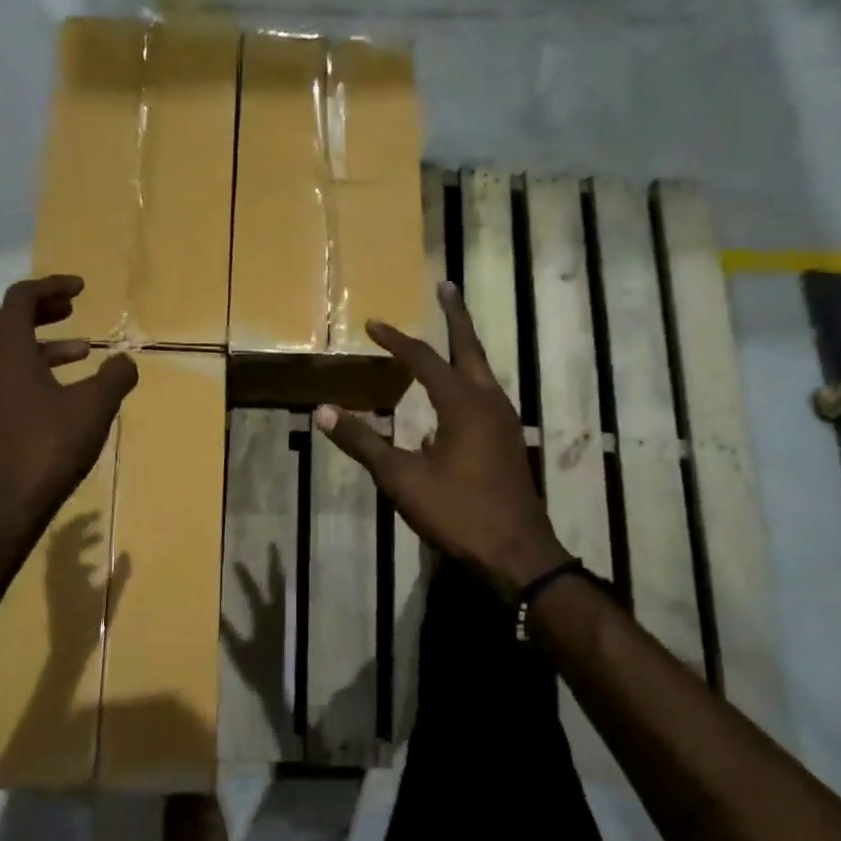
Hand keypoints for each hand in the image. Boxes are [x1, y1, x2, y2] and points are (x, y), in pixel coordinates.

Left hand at [0, 276, 138, 543]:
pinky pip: (3, 373)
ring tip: (81, 352)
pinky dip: (30, 366)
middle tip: (72, 310)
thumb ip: (115, 377)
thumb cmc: (49, 445)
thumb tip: (125, 361)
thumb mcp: (94, 407)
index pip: (22, 297)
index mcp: (7, 348)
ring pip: (4, 348)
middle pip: (6, 318)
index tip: (81, 288)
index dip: (52, 286)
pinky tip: (59, 389)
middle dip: (41, 309)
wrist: (5, 502)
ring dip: (40, 342)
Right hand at [315, 281, 566, 597]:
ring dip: (464, 349)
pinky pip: (486, 398)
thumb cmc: (458, 513)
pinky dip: (467, 384)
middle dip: (456, 316)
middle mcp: (489, 402)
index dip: (396, 340)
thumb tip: (323, 412)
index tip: (373, 324)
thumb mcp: (402, 479)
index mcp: (463, 404)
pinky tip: (449, 405)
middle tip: (446, 286)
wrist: (517, 554)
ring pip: (483, 373)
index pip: (424, 359)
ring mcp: (505, 423)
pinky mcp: (509, 443)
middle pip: (470, 348)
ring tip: (448, 337)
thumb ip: (364, 442)